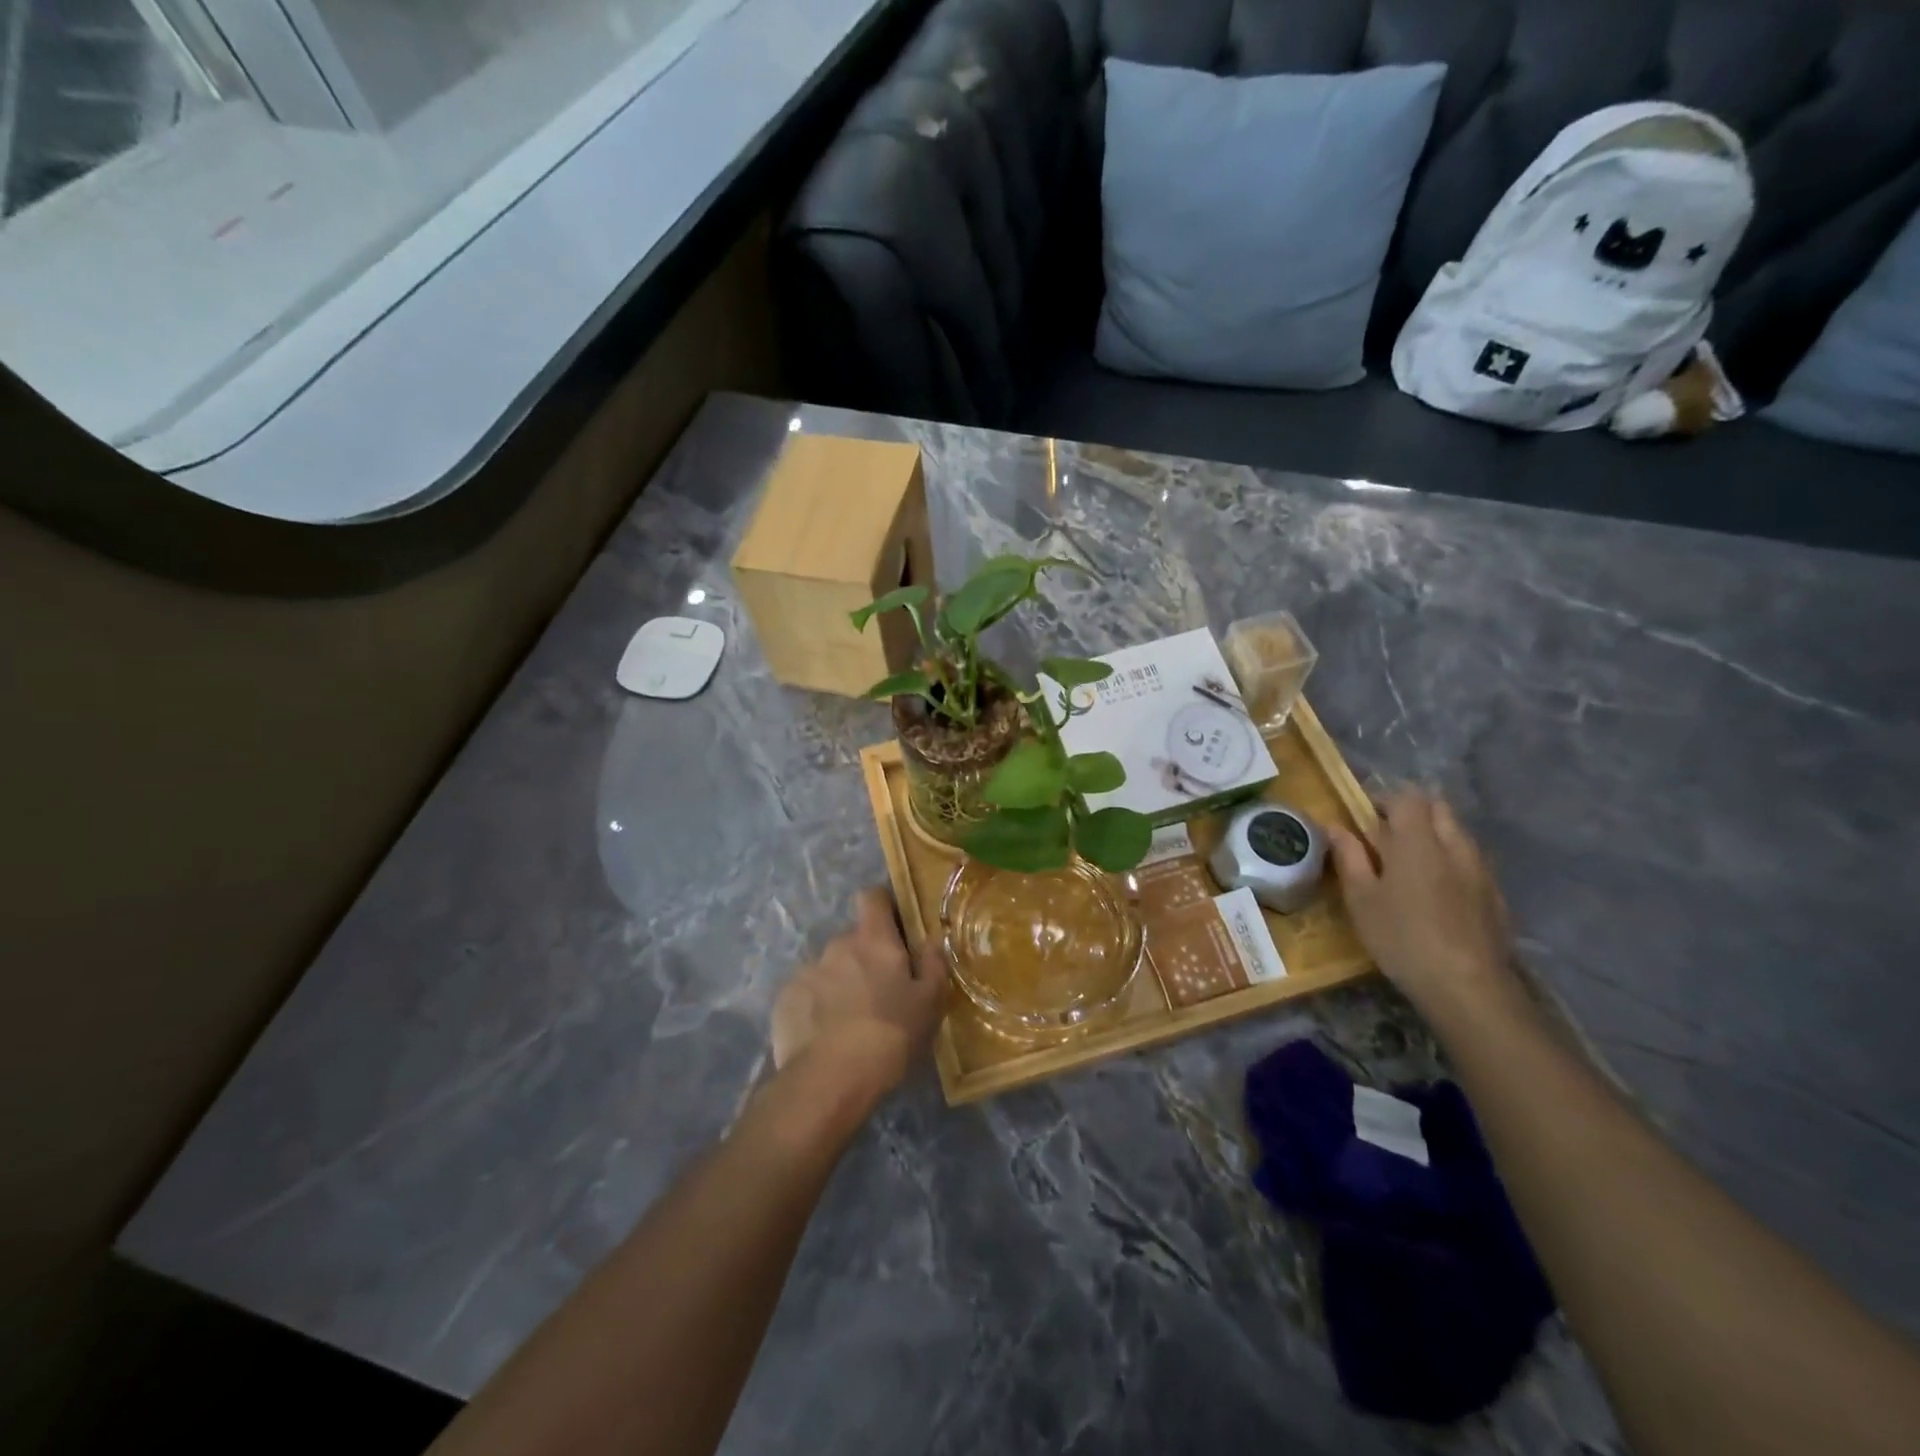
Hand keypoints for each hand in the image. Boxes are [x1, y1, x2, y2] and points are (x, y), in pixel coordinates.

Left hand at [769, 888, 948, 1097]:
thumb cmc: (890, 1036)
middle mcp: (837, 945)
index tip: (892, 927)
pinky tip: (824, 1037)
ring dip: (839, 984)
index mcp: (874, 940)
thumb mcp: (930, 1004)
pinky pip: (806, 994)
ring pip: (829, 969)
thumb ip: (934, 965)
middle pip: (852, 940)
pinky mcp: (785, 999)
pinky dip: (816, 1007)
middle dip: (864, 959)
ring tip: (849, 1023)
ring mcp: (807, 971)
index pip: (872, 897)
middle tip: (878, 994)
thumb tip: (932, 939)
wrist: (831, 1078)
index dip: (882, 905)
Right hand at [1325, 789, 1517, 1018]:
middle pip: (1438, 808)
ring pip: (1458, 833)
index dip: (1384, 800)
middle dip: (1412, 811)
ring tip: (1410, 863)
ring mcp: (1480, 870)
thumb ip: (1349, 856)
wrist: (1467, 986)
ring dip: (1434, 835)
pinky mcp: (1496, 895)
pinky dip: (1451, 861)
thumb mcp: (1361, 898)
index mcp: (1417, 841)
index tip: (1363, 817)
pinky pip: (1471, 861)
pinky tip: (1437, 891)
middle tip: (1385, 835)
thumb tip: (1335, 826)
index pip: (1406, 798)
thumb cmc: (1401, 936)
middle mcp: (1454, 845)